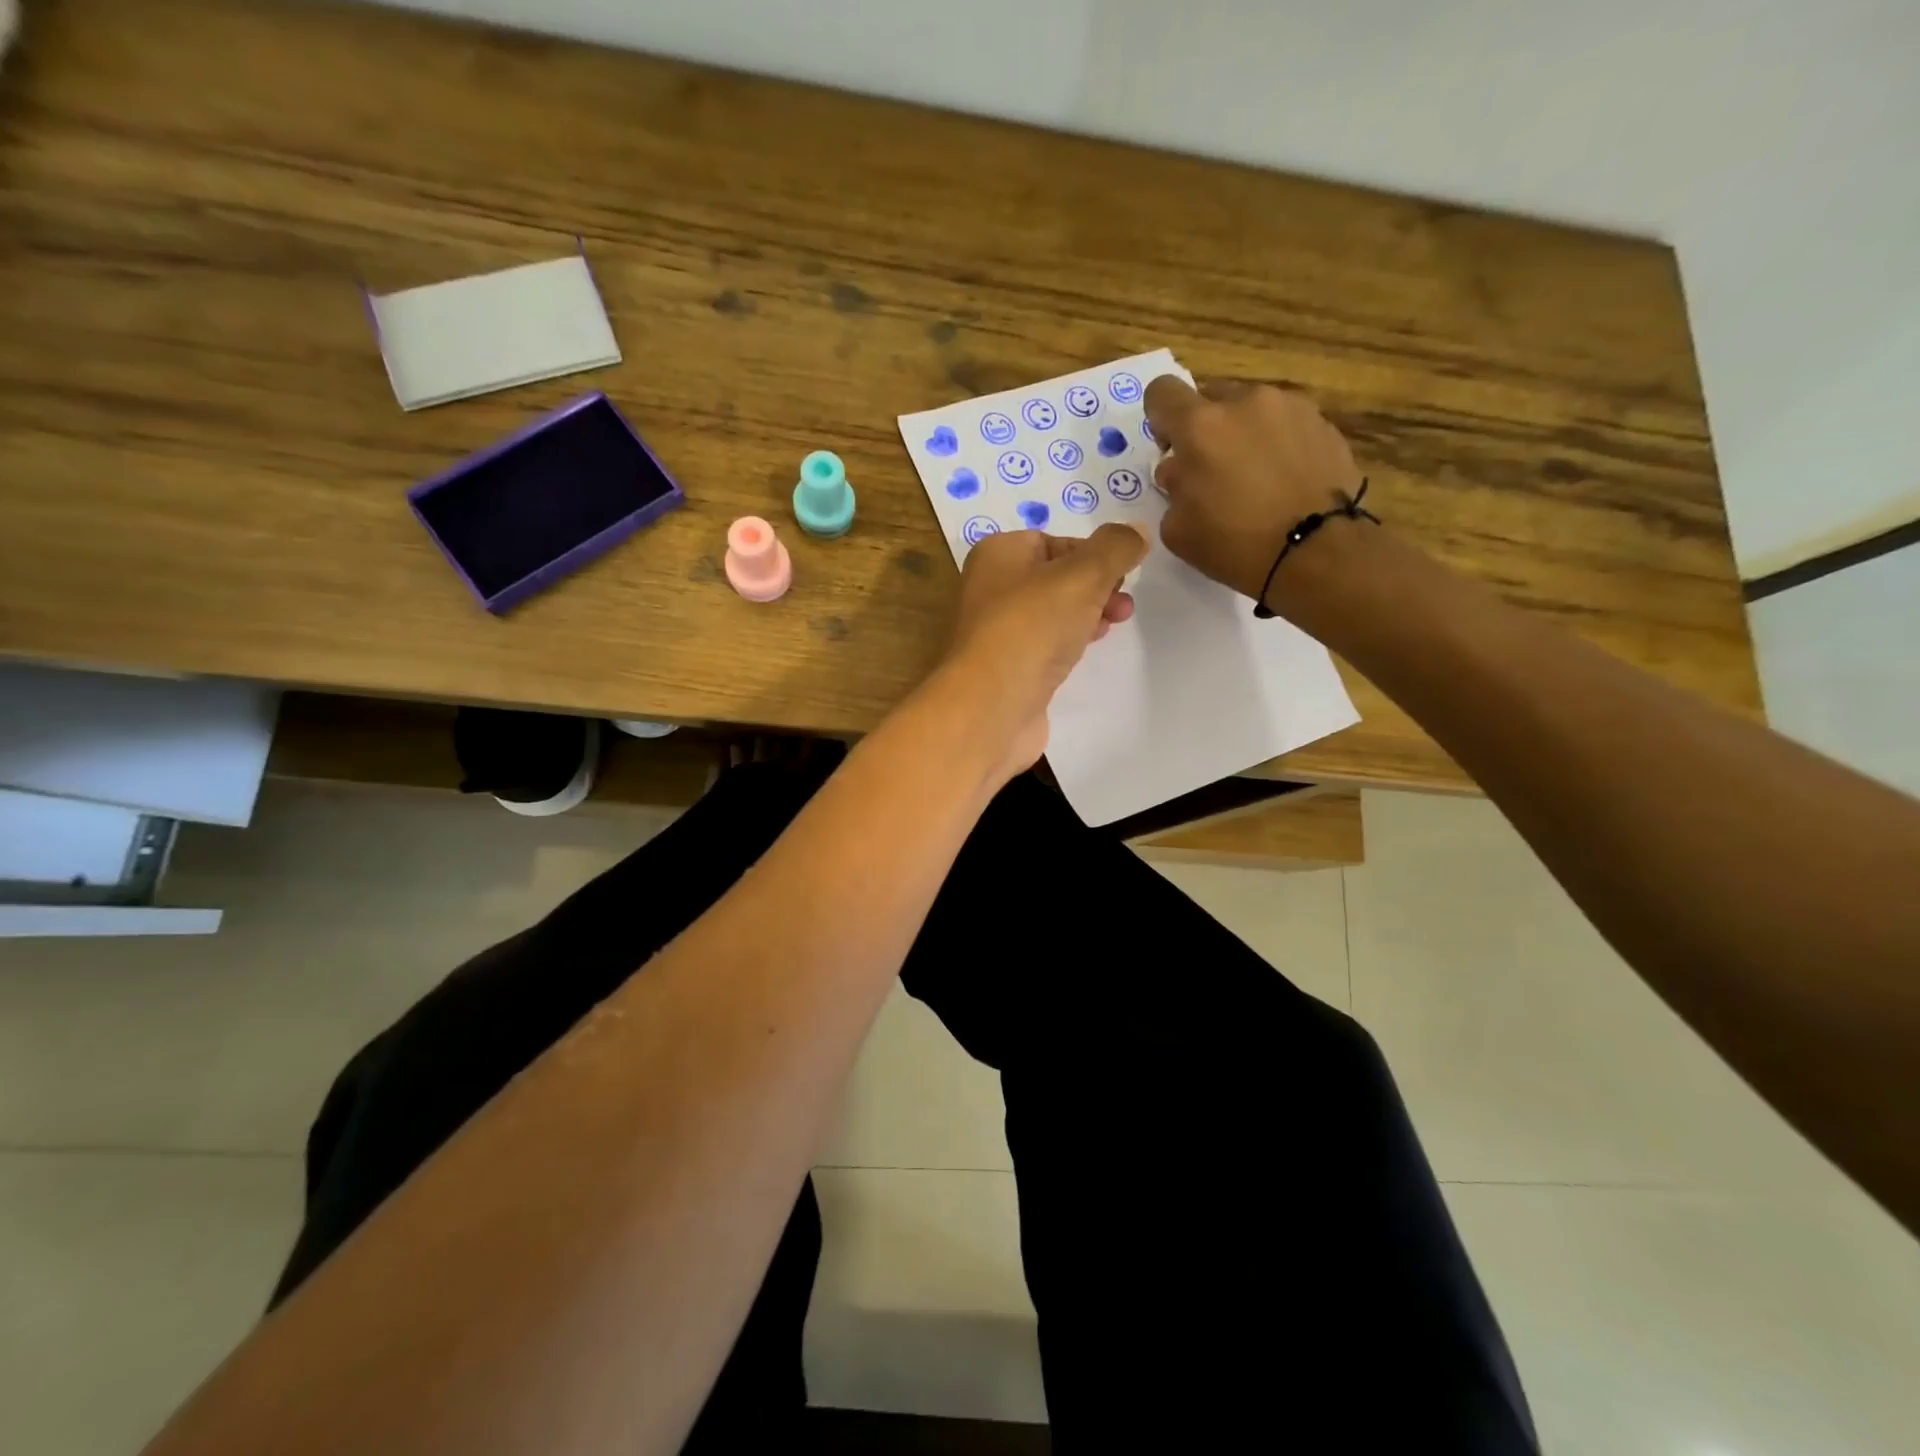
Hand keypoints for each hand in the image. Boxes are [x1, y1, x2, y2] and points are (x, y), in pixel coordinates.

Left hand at [939, 524, 1148, 777]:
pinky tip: (1085, 652)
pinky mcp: (1007, 668)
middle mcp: (990, 588)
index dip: (1093, 554)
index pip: (1054, 541)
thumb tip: (1138, 530)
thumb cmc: (1032, 627)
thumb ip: (1115, 548)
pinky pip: (1043, 645)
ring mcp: (996, 631)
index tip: (1122, 573)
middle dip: (1096, 587)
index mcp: (998, 554)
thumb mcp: (1083, 575)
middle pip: (1055, 578)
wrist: (991, 706)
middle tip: (1123, 604)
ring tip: (1114, 625)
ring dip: (1087, 614)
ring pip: (1051, 613)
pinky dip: (1067, 643)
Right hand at [1143, 377, 1364, 603]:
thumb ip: (1172, 489)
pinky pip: (1286, 425)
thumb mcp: (1177, 530)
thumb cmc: (1236, 544)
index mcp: (1200, 426)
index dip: (1161, 418)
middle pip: (1211, 399)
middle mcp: (1245, 402)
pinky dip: (1279, 446)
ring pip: (1252, 411)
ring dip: (1245, 435)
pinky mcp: (1323, 422)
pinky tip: (1286, 482)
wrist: (1317, 551)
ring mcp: (1290, 407)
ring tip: (1258, 480)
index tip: (1172, 449)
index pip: (1163, 392)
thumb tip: (1181, 471)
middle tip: (1215, 472)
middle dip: (1207, 430)